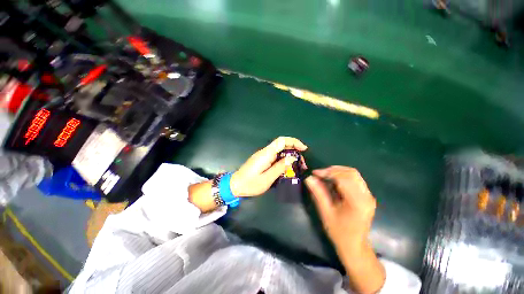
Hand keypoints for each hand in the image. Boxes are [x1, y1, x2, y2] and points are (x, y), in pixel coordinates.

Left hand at [230, 137, 307, 196]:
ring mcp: (263, 155)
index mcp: (266, 154)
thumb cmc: (250, 184)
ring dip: (290, 155)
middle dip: (294, 150)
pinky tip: (288, 167)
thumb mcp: (267, 178)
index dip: (294, 142)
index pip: (281, 141)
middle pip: (282, 144)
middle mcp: (265, 152)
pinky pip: (276, 156)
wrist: (235, 185)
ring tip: (298, 165)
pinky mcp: (263, 159)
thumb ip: (280, 167)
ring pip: (280, 150)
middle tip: (302, 162)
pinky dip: (284, 159)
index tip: (304, 149)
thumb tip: (292, 158)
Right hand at [305, 166, 383, 293]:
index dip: (328, 172)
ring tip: (325, 176)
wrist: (354, 245)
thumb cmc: (339, 232)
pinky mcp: (367, 195)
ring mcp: (369, 195)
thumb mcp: (325, 212)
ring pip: (353, 174)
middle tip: (319, 174)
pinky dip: (342, 176)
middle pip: (351, 173)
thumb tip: (308, 178)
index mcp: (358, 202)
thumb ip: (318, 193)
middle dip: (333, 170)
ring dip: (337, 172)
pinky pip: (355, 179)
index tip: (314, 173)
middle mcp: (367, 196)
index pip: (344, 178)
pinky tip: (333, 181)